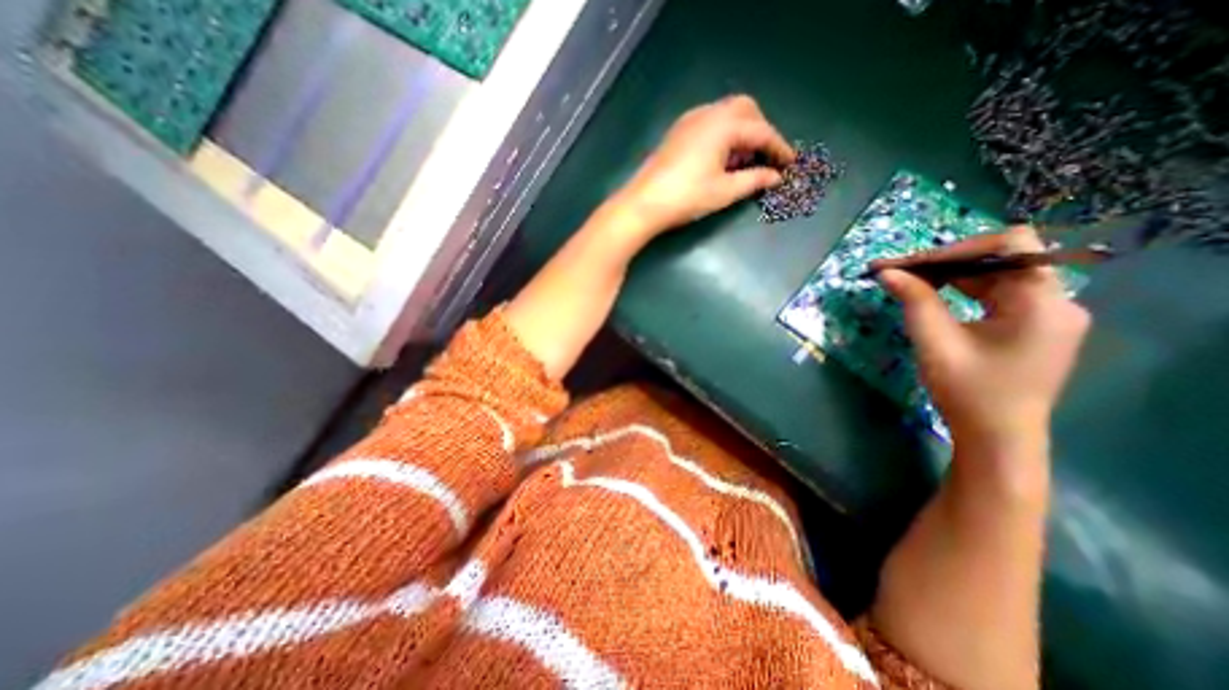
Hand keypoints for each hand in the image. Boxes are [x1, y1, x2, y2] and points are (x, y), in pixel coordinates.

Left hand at [607, 94, 798, 243]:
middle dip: (761, 131)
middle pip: (746, 110)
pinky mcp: (678, 132)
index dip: (779, 147)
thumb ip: (753, 180)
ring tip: (744, 160)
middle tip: (765, 157)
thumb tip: (775, 177)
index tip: (790, 164)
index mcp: (723, 125)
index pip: (761, 131)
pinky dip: (723, 134)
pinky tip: (721, 157)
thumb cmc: (686, 198)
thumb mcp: (724, 192)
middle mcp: (708, 114)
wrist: (643, 203)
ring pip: (726, 114)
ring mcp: (689, 121)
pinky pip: (710, 123)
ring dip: (742, 131)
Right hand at [880, 225, 1088, 446]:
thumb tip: (886, 272)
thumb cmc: (968, 391)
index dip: (957, 248)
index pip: (1010, 245)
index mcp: (1042, 302)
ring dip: (950, 275)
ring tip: (907, 280)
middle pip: (1000, 259)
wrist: (996, 435)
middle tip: (898, 270)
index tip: (912, 264)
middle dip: (945, 261)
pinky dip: (962, 289)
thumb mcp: (935, 342)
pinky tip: (932, 294)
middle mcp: (1055, 300)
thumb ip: (914, 300)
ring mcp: (1047, 313)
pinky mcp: (1033, 325)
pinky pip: (996, 293)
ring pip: (995, 275)